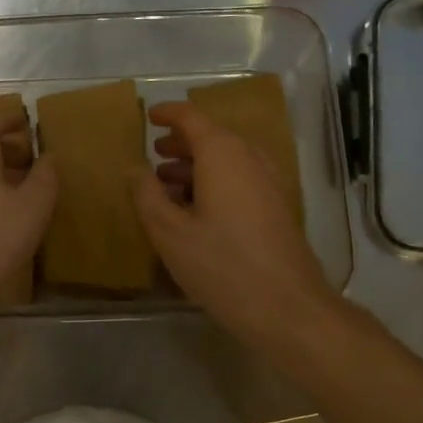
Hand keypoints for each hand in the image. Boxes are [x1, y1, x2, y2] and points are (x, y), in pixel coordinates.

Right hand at [132, 102, 335, 347]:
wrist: (287, 309)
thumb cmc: (222, 265)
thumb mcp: (169, 232)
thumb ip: (147, 195)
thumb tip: (135, 168)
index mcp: (223, 155)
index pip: (192, 118)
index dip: (168, 114)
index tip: (149, 116)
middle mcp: (250, 159)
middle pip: (213, 137)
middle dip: (182, 142)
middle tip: (155, 153)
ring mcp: (269, 184)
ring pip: (228, 160)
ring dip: (197, 165)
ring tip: (168, 183)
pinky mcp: (277, 209)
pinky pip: (241, 180)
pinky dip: (215, 182)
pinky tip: (197, 211)